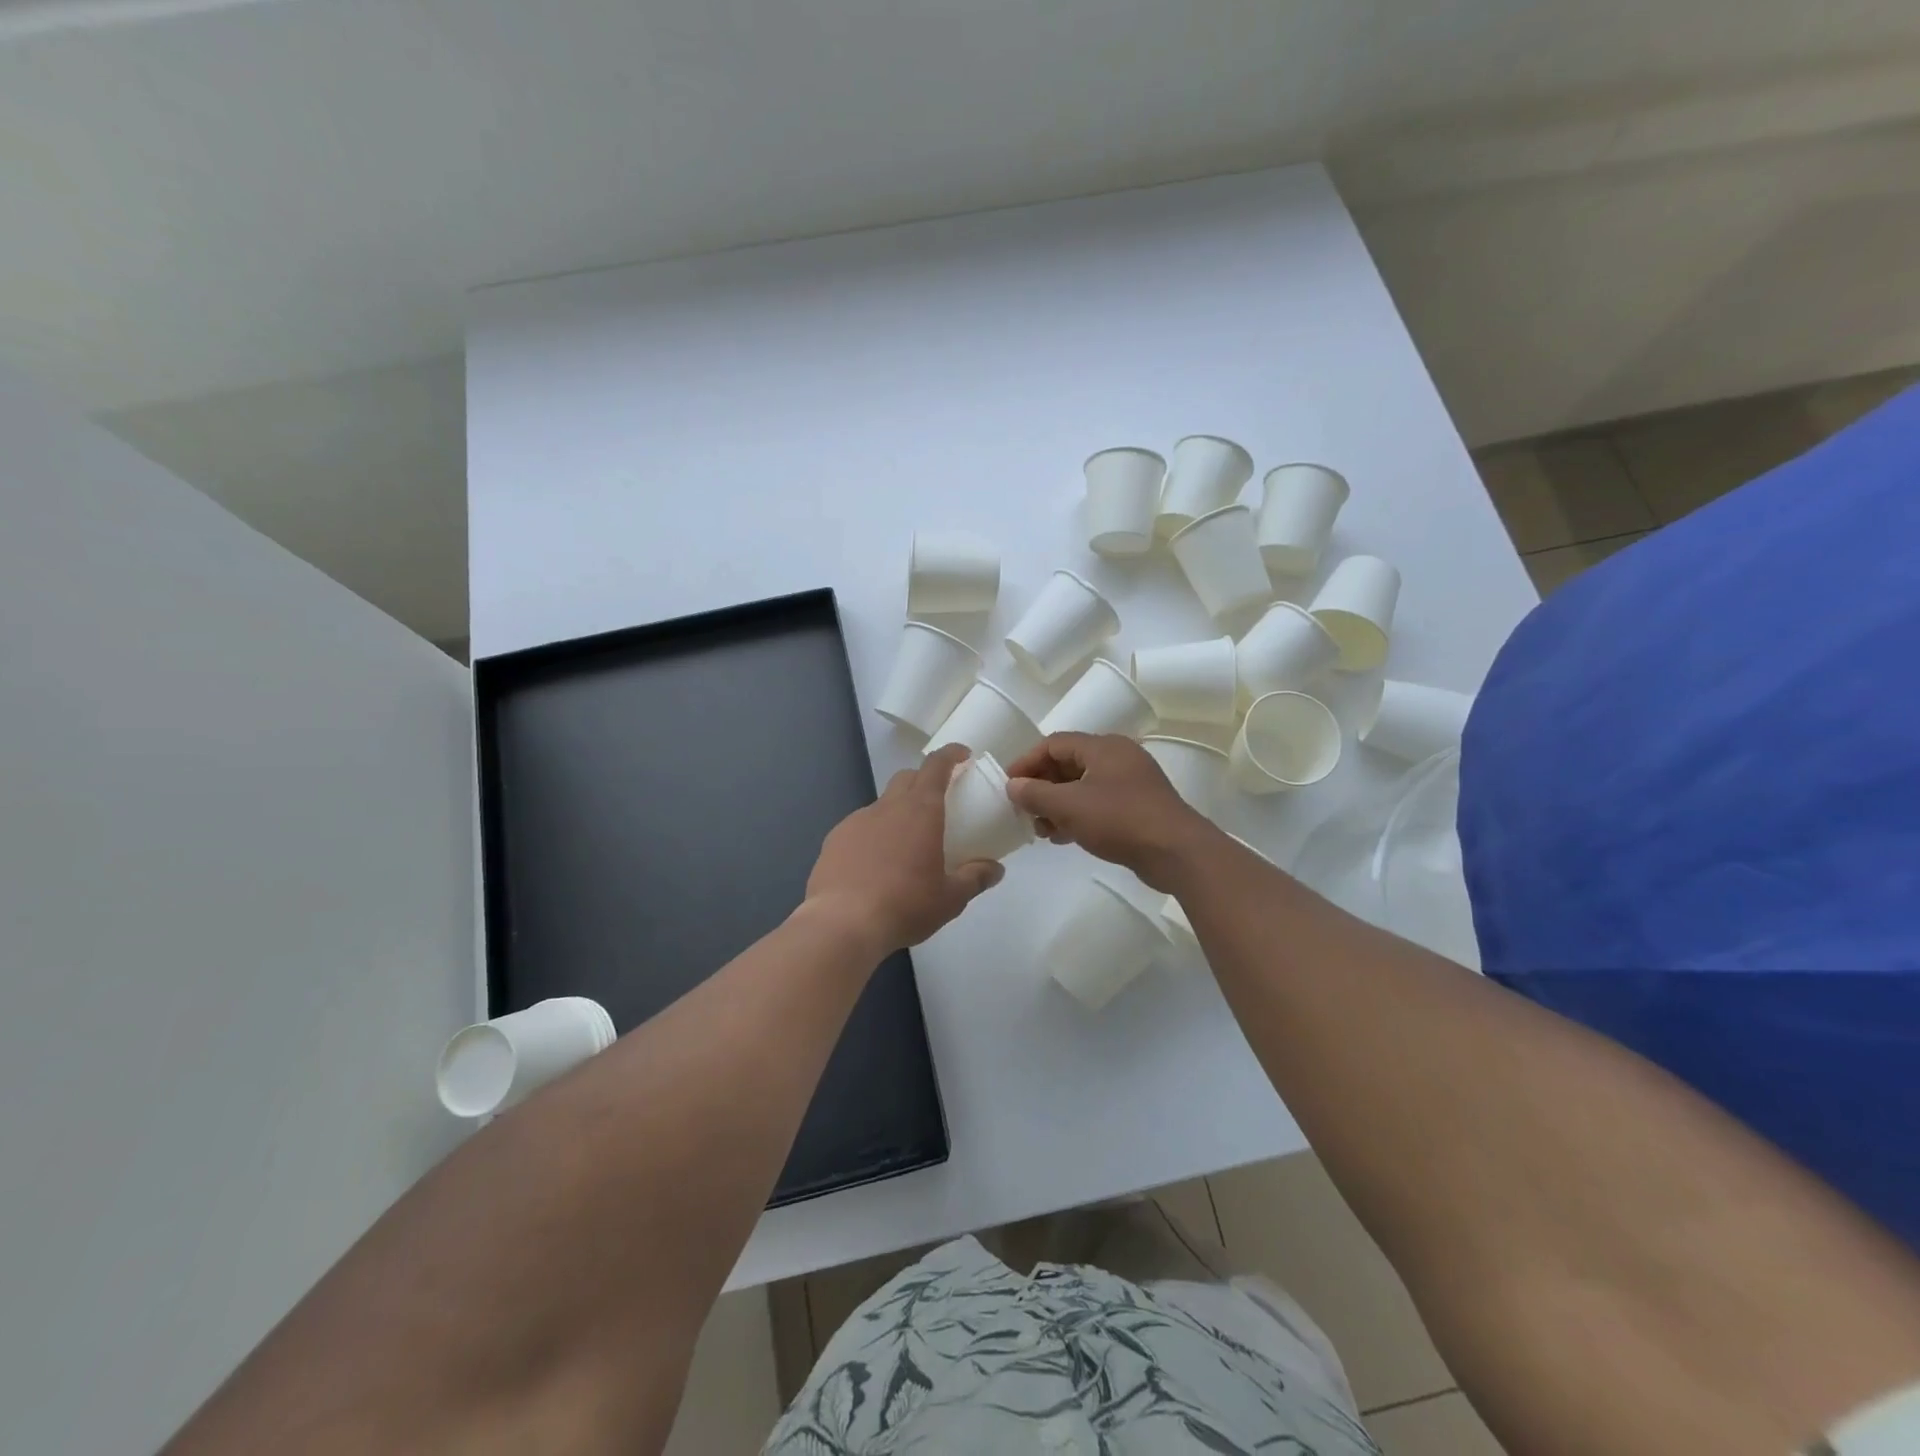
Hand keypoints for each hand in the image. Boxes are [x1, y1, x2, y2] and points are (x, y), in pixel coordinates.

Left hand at [805, 744, 1004, 953]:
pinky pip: (860, 826)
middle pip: (907, 778)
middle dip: (924, 780)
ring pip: (882, 803)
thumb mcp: (950, 898)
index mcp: (920, 810)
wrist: (842, 924)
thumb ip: (975, 878)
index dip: (951, 755)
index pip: (936, 766)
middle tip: (939, 802)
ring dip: (898, 811)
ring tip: (906, 842)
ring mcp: (856, 821)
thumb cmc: (905, 905)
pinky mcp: (834, 840)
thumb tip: (995, 870)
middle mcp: (887, 807)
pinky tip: (875, 863)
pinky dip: (874, 834)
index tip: (962, 755)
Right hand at [1005, 733, 1215, 890]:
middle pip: (1068, 764)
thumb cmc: (1119, 820)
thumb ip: (1036, 794)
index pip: (1053, 743)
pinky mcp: (1138, 806)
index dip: (1027, 762)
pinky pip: (1098, 803)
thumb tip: (1013, 785)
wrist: (1176, 852)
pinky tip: (1064, 837)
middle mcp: (1117, 757)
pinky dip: (1077, 815)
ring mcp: (1131, 782)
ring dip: (1057, 805)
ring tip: (1042, 830)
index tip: (1008, 785)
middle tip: (1023, 810)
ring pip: (1083, 786)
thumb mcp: (1069, 806)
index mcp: (1102, 747)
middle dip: (1042, 787)